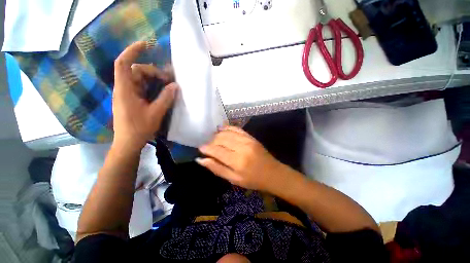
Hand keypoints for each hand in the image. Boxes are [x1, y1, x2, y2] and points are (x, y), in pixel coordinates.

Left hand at [113, 41, 177, 150]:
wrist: (128, 142)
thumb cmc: (139, 128)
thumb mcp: (155, 113)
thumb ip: (165, 98)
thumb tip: (175, 86)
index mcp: (125, 90)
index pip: (123, 64)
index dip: (133, 51)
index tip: (147, 45)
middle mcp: (124, 88)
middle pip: (136, 71)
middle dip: (153, 72)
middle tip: (169, 80)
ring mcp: (127, 94)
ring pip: (140, 79)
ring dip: (154, 80)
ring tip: (168, 86)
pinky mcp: (131, 100)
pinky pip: (141, 88)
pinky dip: (152, 87)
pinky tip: (162, 92)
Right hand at [197, 126, 287, 191]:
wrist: (273, 173)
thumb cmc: (253, 180)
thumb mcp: (233, 179)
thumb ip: (217, 168)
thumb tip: (200, 160)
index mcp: (237, 161)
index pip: (216, 150)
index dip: (206, 148)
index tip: (200, 148)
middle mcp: (241, 147)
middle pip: (220, 139)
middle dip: (211, 141)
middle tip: (208, 146)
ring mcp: (247, 140)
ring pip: (227, 132)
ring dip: (217, 134)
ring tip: (214, 139)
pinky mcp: (250, 137)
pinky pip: (236, 128)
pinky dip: (227, 128)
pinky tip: (221, 130)